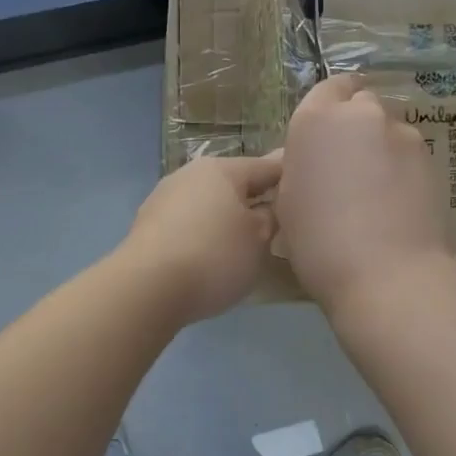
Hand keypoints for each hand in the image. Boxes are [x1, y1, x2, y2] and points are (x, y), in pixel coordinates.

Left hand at [120, 153, 283, 323]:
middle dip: (256, 199)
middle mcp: (190, 175)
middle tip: (281, 220)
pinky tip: (214, 255)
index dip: (290, 178)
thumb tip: (272, 205)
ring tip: (249, 242)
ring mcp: (164, 200)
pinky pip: (189, 225)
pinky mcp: (148, 228)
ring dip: (228, 218)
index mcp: (222, 169)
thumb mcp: (259, 239)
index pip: (267, 167)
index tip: (308, 189)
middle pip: (234, 184)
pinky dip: (205, 235)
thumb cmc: (214, 255)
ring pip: (209, 204)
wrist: (147, 289)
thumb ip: (272, 217)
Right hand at [275, 74, 451, 313]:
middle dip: (356, 125)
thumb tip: (317, 162)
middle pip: (361, 104)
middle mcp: (361, 116)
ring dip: (381, 147)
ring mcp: (402, 134)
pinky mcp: (431, 158)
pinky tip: (396, 202)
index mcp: (316, 120)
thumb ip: (302, 166)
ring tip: (376, 190)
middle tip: (349, 165)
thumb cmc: (319, 243)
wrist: (386, 274)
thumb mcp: (288, 203)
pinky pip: (409, 154)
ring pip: (388, 129)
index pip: (328, 89)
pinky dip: (402, 168)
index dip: (329, 108)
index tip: (327, 135)